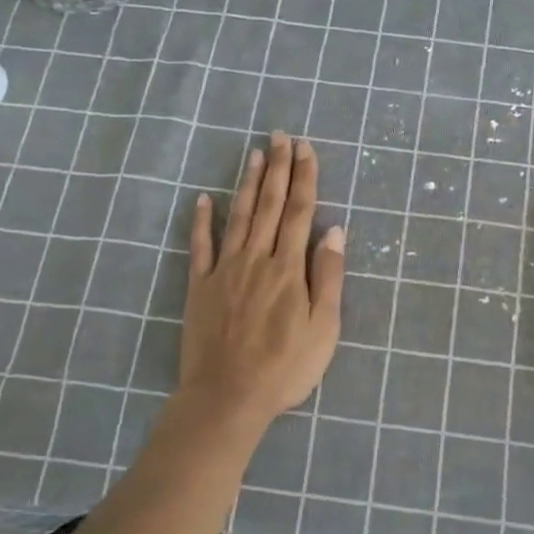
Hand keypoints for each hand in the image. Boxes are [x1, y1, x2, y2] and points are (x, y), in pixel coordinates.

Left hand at [178, 133, 344, 430]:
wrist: (227, 397)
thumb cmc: (285, 367)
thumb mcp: (323, 328)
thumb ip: (327, 277)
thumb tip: (334, 230)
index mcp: (288, 268)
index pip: (300, 212)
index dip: (305, 177)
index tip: (306, 148)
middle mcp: (256, 259)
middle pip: (271, 205)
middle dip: (278, 168)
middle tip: (279, 136)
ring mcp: (224, 270)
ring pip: (239, 216)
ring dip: (248, 183)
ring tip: (254, 153)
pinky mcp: (199, 287)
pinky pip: (200, 246)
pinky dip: (202, 221)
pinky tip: (204, 198)